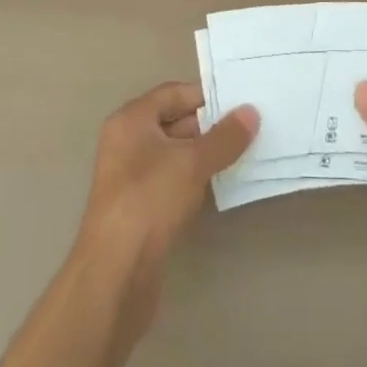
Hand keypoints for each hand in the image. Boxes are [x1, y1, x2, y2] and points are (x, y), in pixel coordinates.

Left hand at [71, 82, 257, 334]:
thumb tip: (251, 112)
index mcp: (131, 120)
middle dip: (208, 126)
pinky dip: (192, 179)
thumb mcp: (193, 162)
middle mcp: (126, 142)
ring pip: (173, 153)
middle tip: (247, 129)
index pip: (173, 93)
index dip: (205, 96)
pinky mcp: (137, 208)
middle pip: (173, 121)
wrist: (116, 272)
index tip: (238, 103)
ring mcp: (129, 177)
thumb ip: (224, 137)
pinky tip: (217, 186)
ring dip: (203, 155)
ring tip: (241, 155)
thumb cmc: (150, 200)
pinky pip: (170, 180)